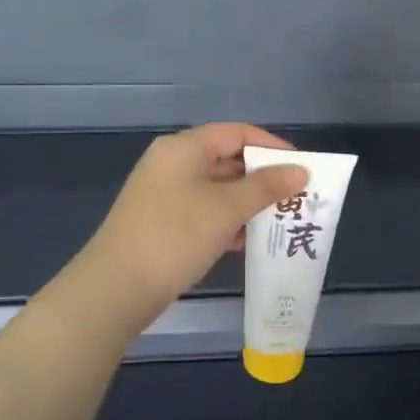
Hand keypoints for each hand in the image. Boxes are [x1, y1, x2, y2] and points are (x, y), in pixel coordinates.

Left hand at [80, 123, 308, 328]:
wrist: (118, 287)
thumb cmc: (176, 236)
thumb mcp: (227, 208)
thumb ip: (266, 186)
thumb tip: (301, 170)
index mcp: (184, 148)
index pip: (237, 133)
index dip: (272, 147)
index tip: (302, 169)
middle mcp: (172, 164)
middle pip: (227, 159)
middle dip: (263, 178)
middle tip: (297, 198)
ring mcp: (165, 194)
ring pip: (218, 189)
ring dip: (249, 203)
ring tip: (281, 221)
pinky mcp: (163, 223)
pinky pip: (205, 212)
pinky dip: (229, 221)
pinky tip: (248, 241)